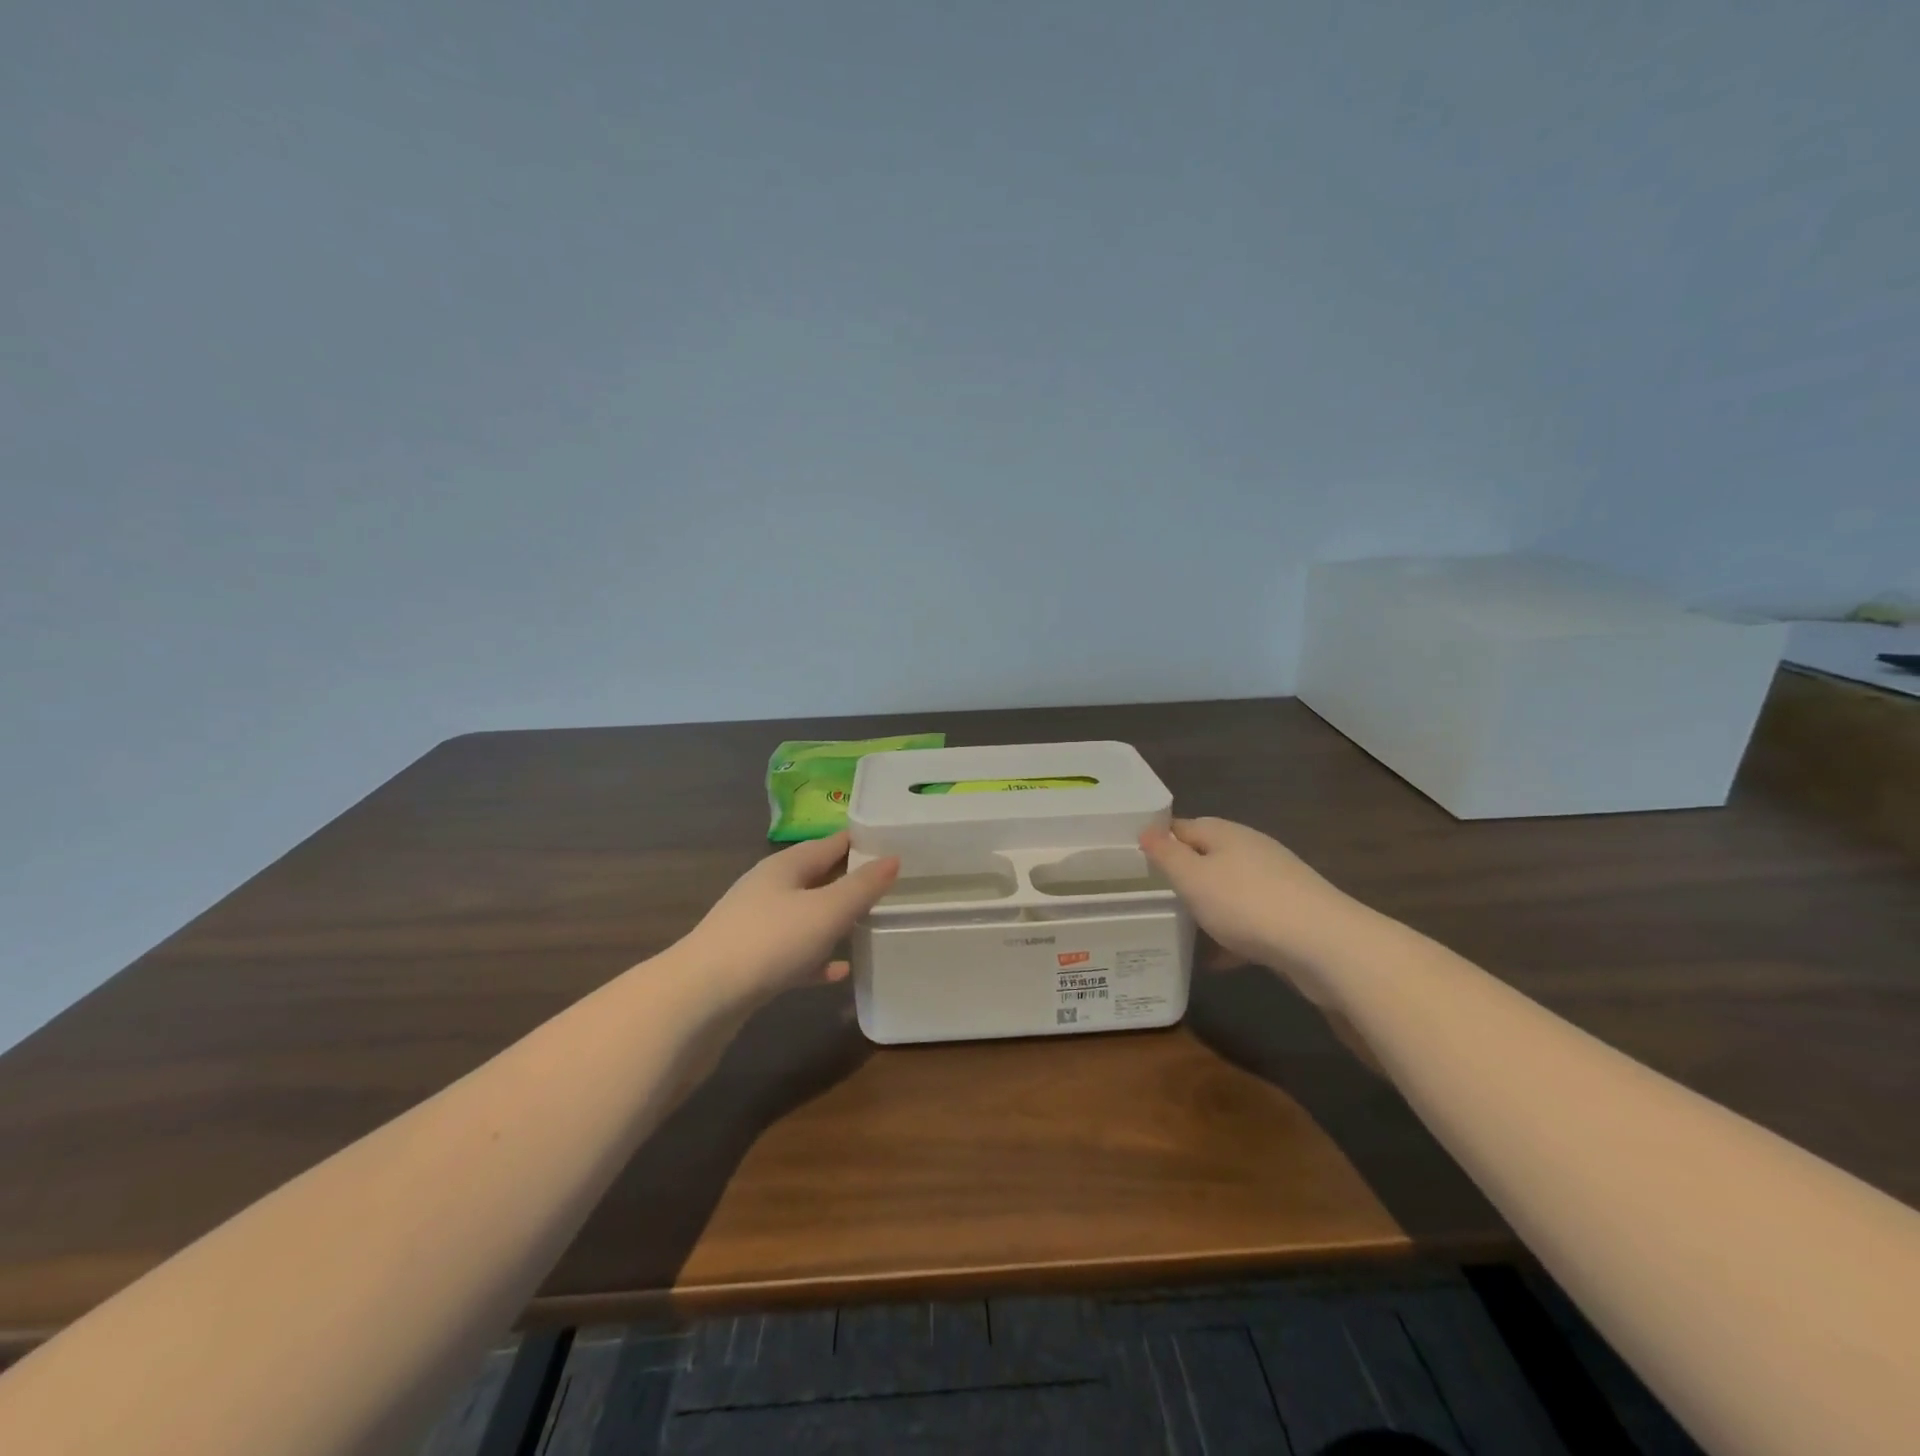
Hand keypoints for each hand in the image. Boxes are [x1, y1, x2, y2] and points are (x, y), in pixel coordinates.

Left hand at [679, 832, 899, 1007]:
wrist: (699, 999)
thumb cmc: (769, 942)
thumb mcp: (826, 911)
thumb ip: (862, 887)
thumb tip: (893, 858)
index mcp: (784, 867)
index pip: (828, 843)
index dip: (858, 841)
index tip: (889, 841)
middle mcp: (767, 890)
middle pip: (814, 877)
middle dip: (847, 879)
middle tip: (887, 883)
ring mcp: (755, 927)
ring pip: (804, 916)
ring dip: (832, 919)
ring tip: (866, 923)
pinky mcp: (750, 964)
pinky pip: (793, 953)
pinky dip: (816, 958)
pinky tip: (838, 972)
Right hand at [1140, 817, 1361, 976]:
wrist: (1326, 946)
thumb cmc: (1247, 904)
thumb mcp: (1193, 878)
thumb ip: (1167, 855)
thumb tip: (1146, 830)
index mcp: (1226, 833)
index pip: (1182, 826)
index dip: (1159, 840)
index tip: (1134, 860)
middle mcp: (1251, 850)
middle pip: (1208, 856)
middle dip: (1183, 874)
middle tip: (1153, 895)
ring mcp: (1275, 882)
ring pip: (1229, 888)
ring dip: (1207, 905)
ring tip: (1180, 926)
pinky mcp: (1290, 914)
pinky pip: (1249, 919)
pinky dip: (1231, 935)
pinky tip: (1216, 960)